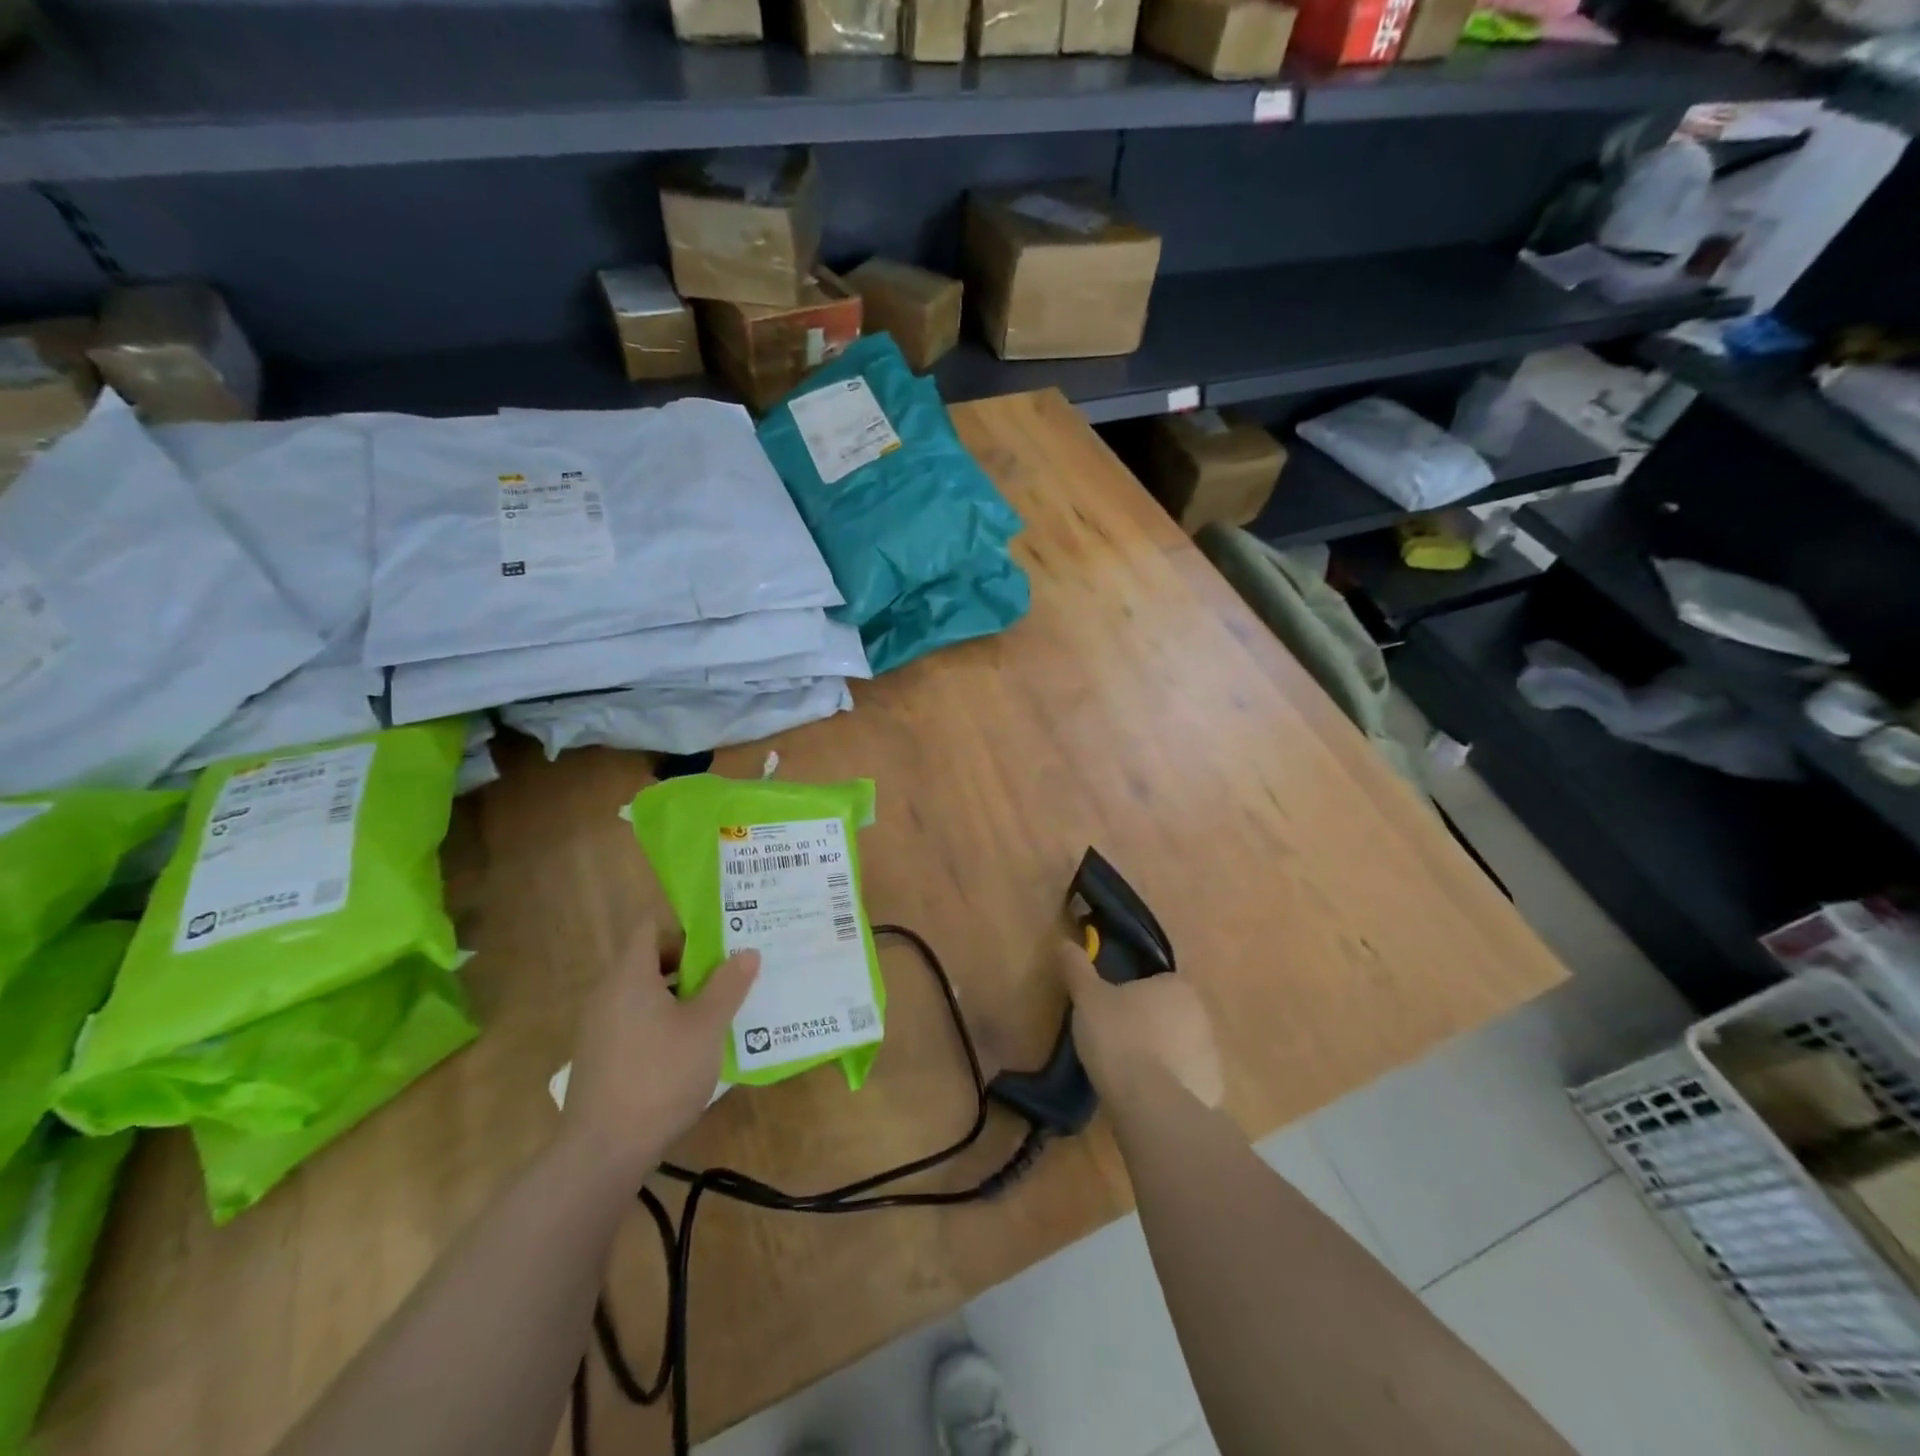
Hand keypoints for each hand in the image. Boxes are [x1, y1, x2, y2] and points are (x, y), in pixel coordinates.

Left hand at [562, 921, 758, 1180]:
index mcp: (629, 975)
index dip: (685, 925)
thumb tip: (747, 952)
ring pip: (645, 992)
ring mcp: (601, 1027)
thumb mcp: (706, 1026)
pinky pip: (636, 1020)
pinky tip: (693, 1044)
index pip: (651, 927)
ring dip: (681, 993)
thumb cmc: (660, 1075)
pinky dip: (664, 1019)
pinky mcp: (602, 1057)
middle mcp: (608, 993)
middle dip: (691, 961)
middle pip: (650, 958)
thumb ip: (728, 985)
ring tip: (720, 1005)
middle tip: (731, 969)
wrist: (603, 1152)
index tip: (721, 935)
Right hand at [1058, 938, 1223, 1110]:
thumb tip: (1066, 944)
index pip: (1156, 982)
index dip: (1133, 995)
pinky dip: (1168, 1086)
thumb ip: (1078, 969)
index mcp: (1177, 986)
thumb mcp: (1088, 998)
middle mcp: (1202, 1015)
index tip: (1111, 1010)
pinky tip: (1144, 1097)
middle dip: (1148, 1025)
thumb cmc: (1119, 1037)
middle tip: (1115, 1040)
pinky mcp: (1211, 1091)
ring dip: (1159, 1056)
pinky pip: (1185, 1081)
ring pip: (1179, 1048)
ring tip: (1126, 1073)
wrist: (1150, 1104)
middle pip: (1170, 1014)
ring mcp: (1211, 1055)